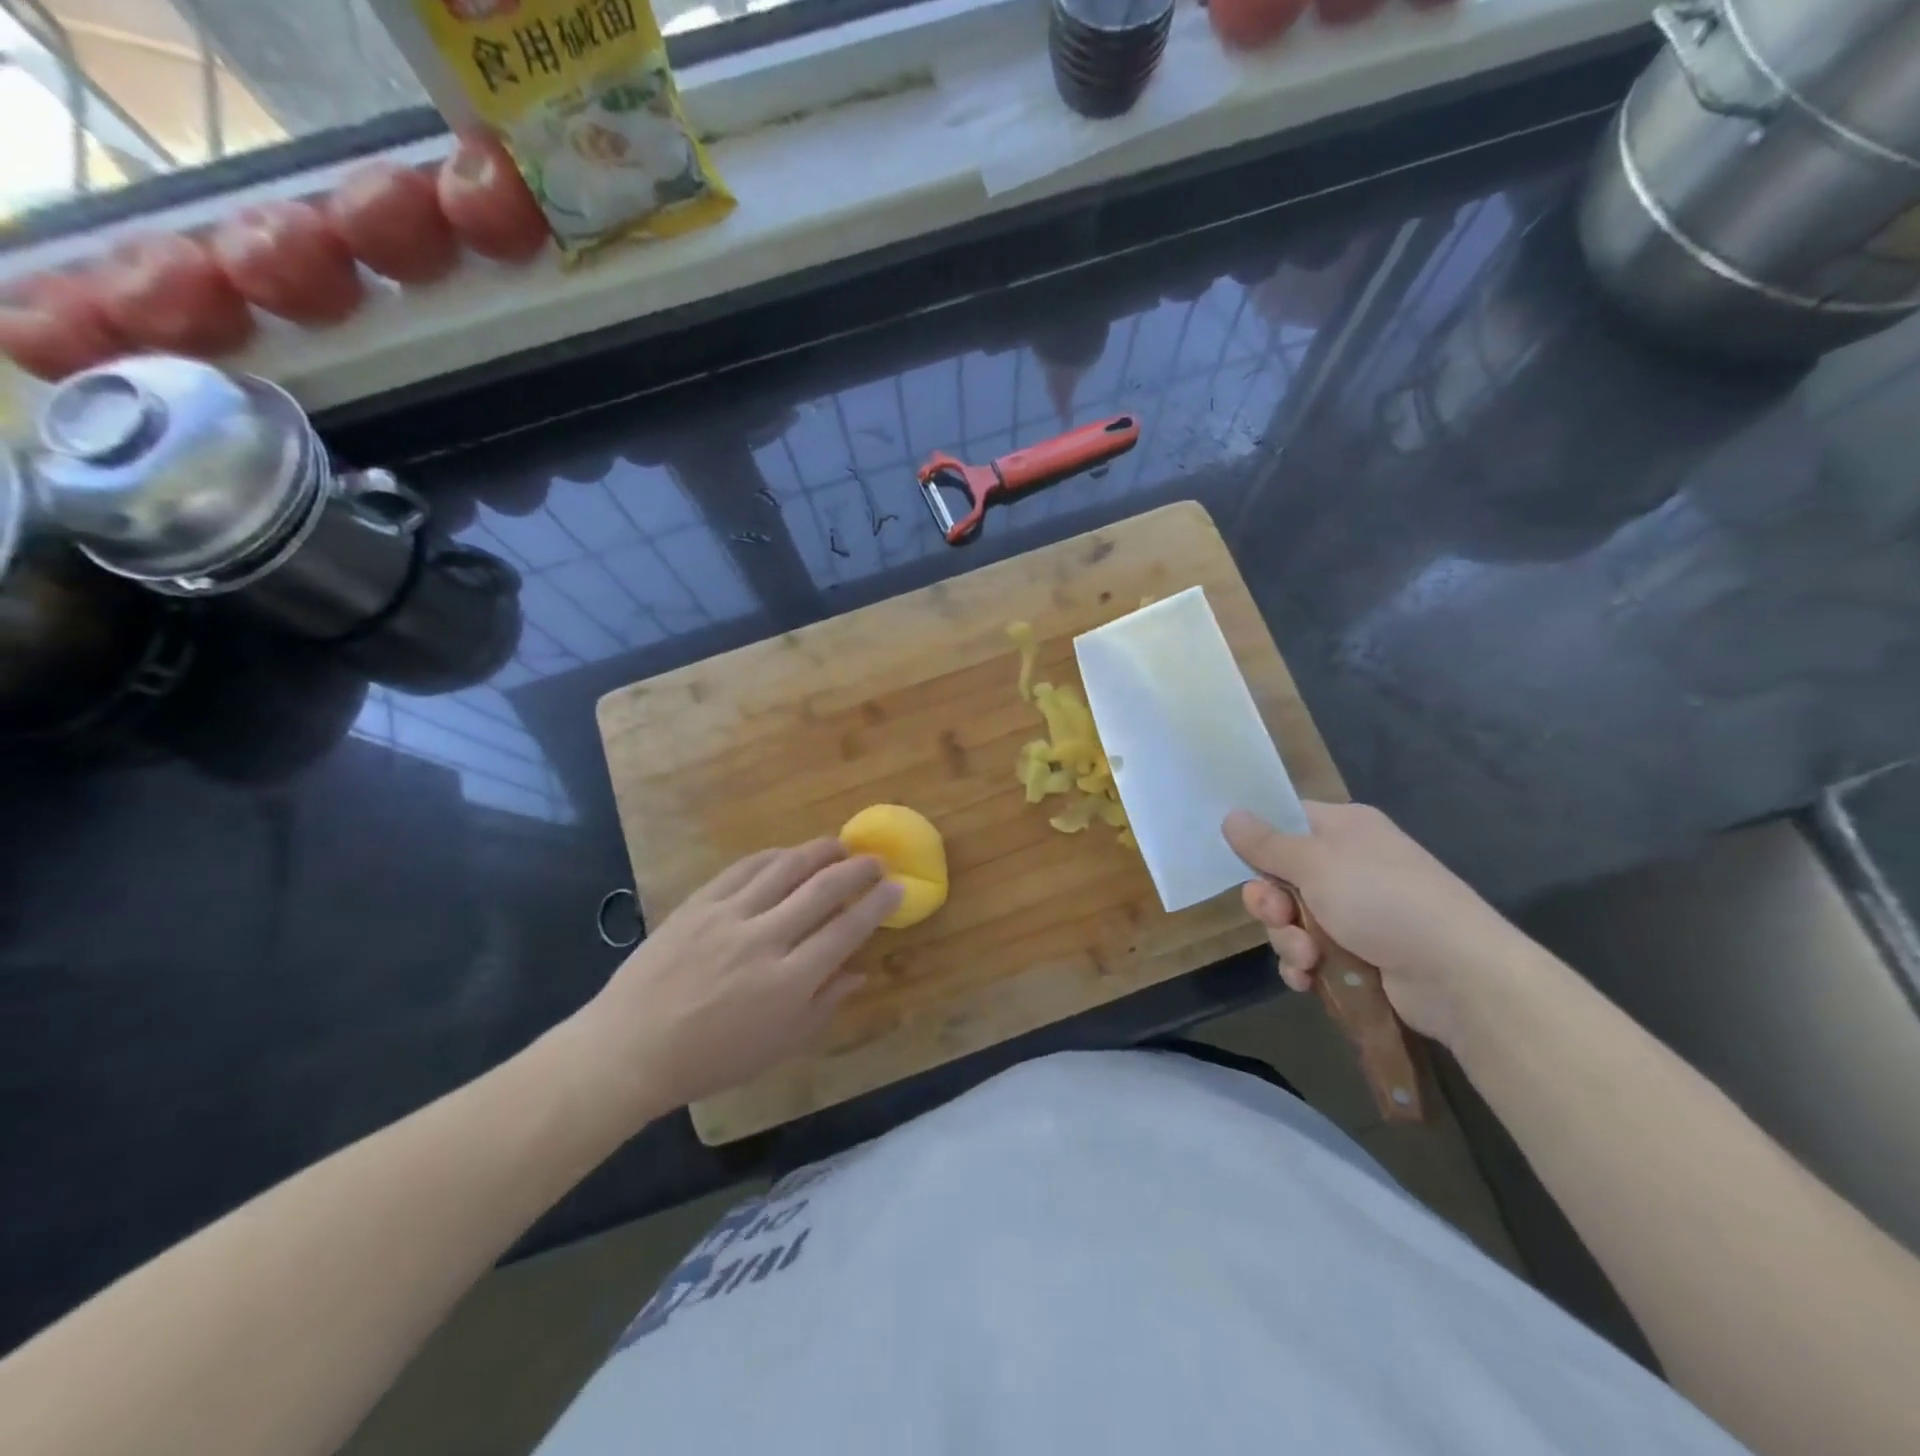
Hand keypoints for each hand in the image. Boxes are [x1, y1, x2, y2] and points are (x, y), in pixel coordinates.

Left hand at [573, 840, 901, 1116]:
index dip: (876, 905)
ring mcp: (728, 917)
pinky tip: (787, 853)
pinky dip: (772, 856)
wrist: (630, 1048)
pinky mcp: (698, 904)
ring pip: (785, 869)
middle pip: (823, 890)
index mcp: (789, 982)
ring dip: (818, 852)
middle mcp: (765, 940)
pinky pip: (743, 868)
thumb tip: (859, 972)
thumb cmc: (711, 1059)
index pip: (846, 929)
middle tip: (876, 860)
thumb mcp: (778, 1047)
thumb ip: (824, 1006)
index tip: (896, 887)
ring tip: (839, 845)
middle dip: (857, 870)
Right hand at [1222, 803, 1536, 1051]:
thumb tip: (1230, 814)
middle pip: (1282, 877)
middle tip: (1277, 915)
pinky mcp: (1360, 954)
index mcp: (1344, 829)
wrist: (1458, 974)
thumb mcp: (1315, 863)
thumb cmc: (1383, 899)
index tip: (1239, 860)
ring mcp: (1356, 912)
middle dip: (1270, 903)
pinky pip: (1311, 954)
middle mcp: (1349, 865)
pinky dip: (1305, 966)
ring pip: (1292, 920)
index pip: (1287, 822)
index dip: (1260, 841)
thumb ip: (1266, 843)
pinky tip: (1309, 978)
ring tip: (1307, 957)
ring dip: (1288, 940)